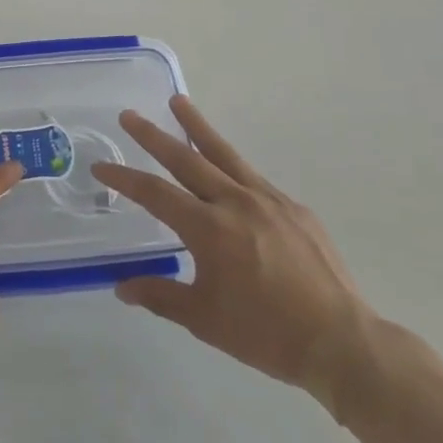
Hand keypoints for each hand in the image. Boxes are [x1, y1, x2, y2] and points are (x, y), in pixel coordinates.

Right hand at [92, 96, 375, 414]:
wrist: (341, 341)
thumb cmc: (266, 334)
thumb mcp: (204, 320)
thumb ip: (161, 296)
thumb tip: (121, 287)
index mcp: (209, 229)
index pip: (155, 194)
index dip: (125, 178)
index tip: (101, 166)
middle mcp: (235, 202)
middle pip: (186, 159)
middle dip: (153, 136)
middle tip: (129, 115)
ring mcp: (268, 200)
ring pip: (224, 154)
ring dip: (197, 127)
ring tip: (178, 101)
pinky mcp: (294, 208)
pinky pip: (255, 179)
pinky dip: (233, 167)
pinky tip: (229, 172)